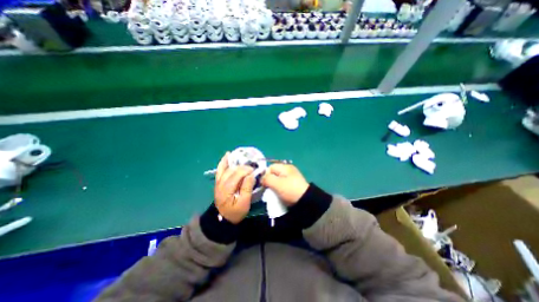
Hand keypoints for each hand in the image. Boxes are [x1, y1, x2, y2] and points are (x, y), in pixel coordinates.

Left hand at [214, 153, 254, 224]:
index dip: (246, 171)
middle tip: (252, 168)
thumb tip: (251, 175)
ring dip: (235, 162)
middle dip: (243, 167)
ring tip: (243, 158)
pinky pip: (220, 169)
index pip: (237, 175)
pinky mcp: (218, 181)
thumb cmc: (235, 212)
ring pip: (226, 168)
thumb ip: (247, 188)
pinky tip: (227, 155)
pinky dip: (223, 161)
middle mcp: (221, 184)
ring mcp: (218, 182)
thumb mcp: (244, 204)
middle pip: (232, 170)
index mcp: (227, 190)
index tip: (255, 171)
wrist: (223, 219)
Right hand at [260, 164, 306, 205]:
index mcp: (285, 167)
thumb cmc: (290, 190)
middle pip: (274, 173)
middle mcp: (288, 169)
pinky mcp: (293, 184)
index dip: (265, 175)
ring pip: (277, 179)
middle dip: (269, 181)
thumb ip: (267, 179)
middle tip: (269, 189)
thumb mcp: (276, 184)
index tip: (265, 184)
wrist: (306, 201)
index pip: (270, 167)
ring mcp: (291, 177)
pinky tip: (279, 193)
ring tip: (274, 192)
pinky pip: (282, 183)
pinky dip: (279, 188)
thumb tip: (262, 179)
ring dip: (274, 185)